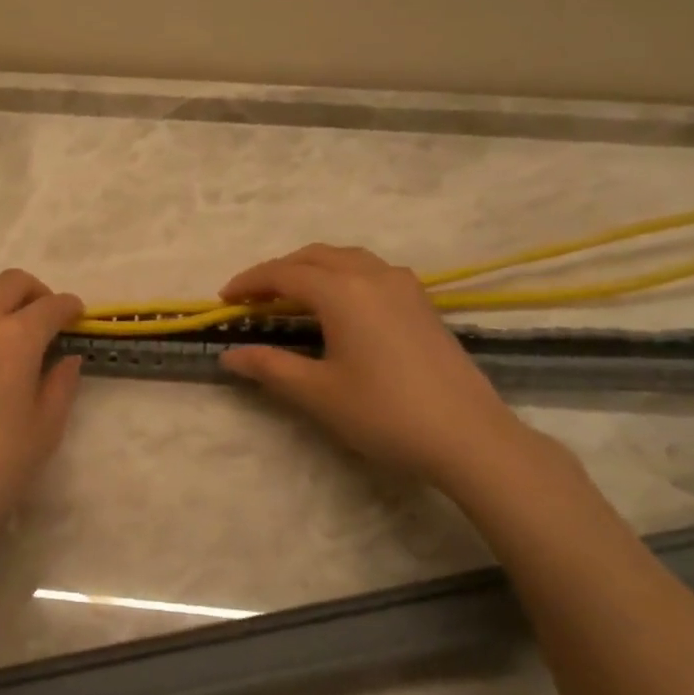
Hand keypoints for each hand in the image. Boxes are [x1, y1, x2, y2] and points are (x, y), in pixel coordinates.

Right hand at [218, 244, 558, 499]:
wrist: (470, 438)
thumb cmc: (385, 413)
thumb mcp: (317, 393)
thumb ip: (269, 368)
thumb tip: (229, 355)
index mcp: (342, 291)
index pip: (283, 274)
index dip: (249, 283)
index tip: (223, 299)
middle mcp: (372, 275)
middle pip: (314, 257)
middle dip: (278, 272)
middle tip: (252, 298)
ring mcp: (403, 286)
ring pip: (345, 259)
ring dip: (311, 269)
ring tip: (290, 296)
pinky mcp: (422, 303)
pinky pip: (370, 271)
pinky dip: (340, 275)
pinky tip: (339, 304)